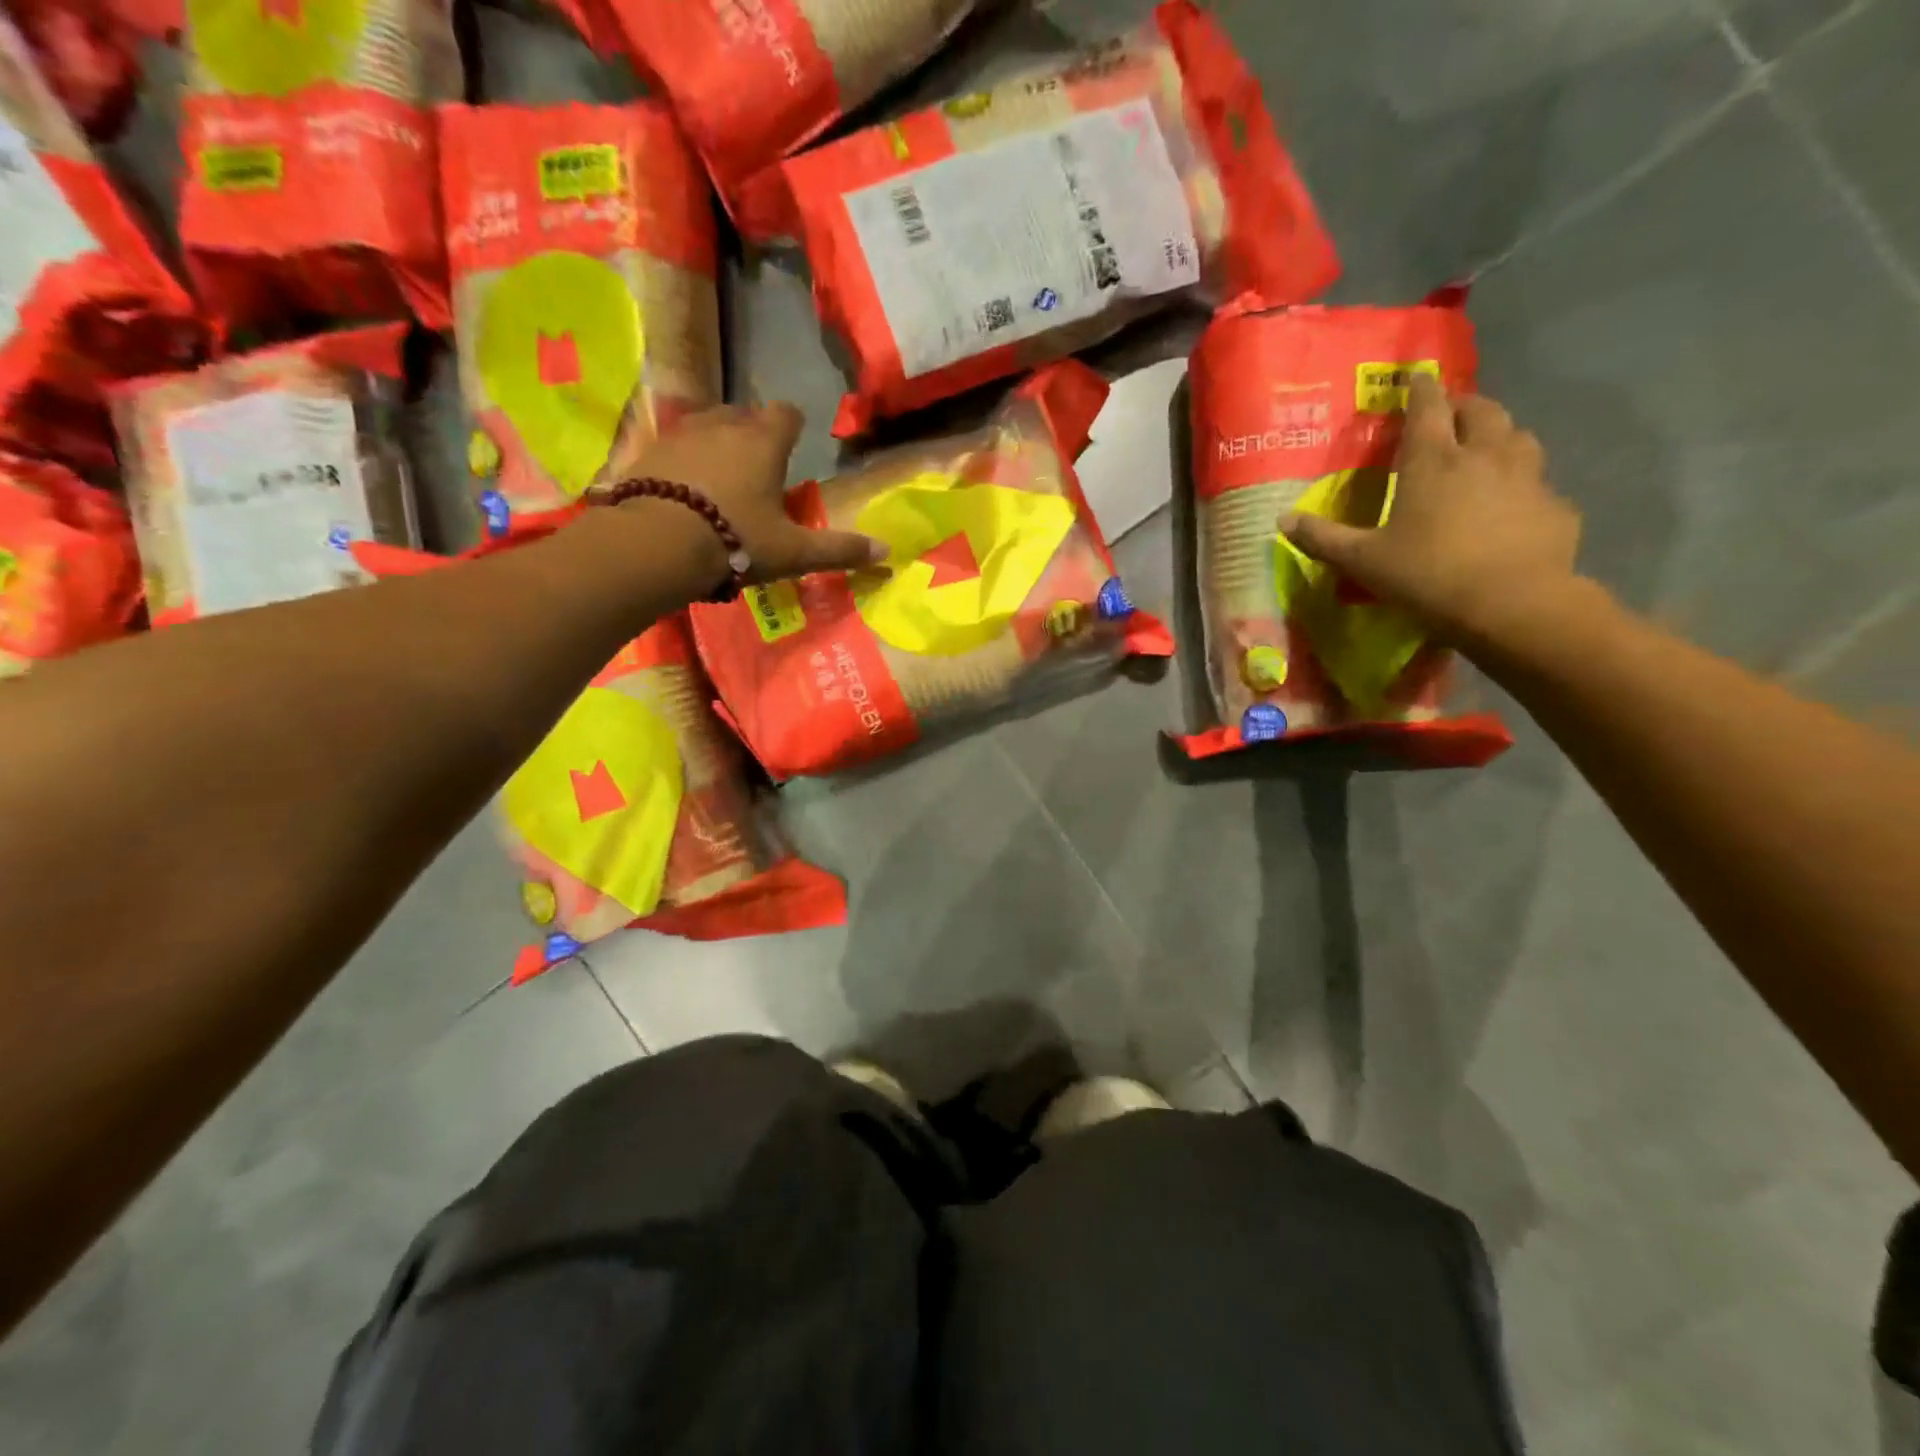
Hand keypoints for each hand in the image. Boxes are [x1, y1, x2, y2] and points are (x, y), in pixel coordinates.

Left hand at [621, 403, 887, 585]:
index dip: (794, 425)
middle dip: (754, 433)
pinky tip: (684, 487)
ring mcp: (682, 434)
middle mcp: (724, 426)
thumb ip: (838, 549)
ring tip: (721, 474)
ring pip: (707, 424)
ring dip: (718, 441)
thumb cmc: (735, 540)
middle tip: (760, 466)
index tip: (796, 441)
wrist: (656, 543)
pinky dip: (685, 459)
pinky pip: (675, 445)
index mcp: (764, 443)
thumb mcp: (793, 552)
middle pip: (745, 414)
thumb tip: (887, 550)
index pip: (786, 414)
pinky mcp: (648, 451)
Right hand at [1279, 375, 1584, 650]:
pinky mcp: (1554, 506)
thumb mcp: (1362, 561)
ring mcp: (1527, 477)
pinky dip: (1521, 483)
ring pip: (1517, 436)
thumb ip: (1322, 538)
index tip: (1415, 373)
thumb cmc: (1427, 576)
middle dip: (1462, 405)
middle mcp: (1484, 455)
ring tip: (1483, 449)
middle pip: (1480, 410)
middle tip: (1447, 414)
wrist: (1512, 606)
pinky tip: (1509, 506)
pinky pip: (1537, 482)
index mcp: (1433, 461)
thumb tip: (1282, 520)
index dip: (1419, 386)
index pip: (1427, 406)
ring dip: (1498, 434)